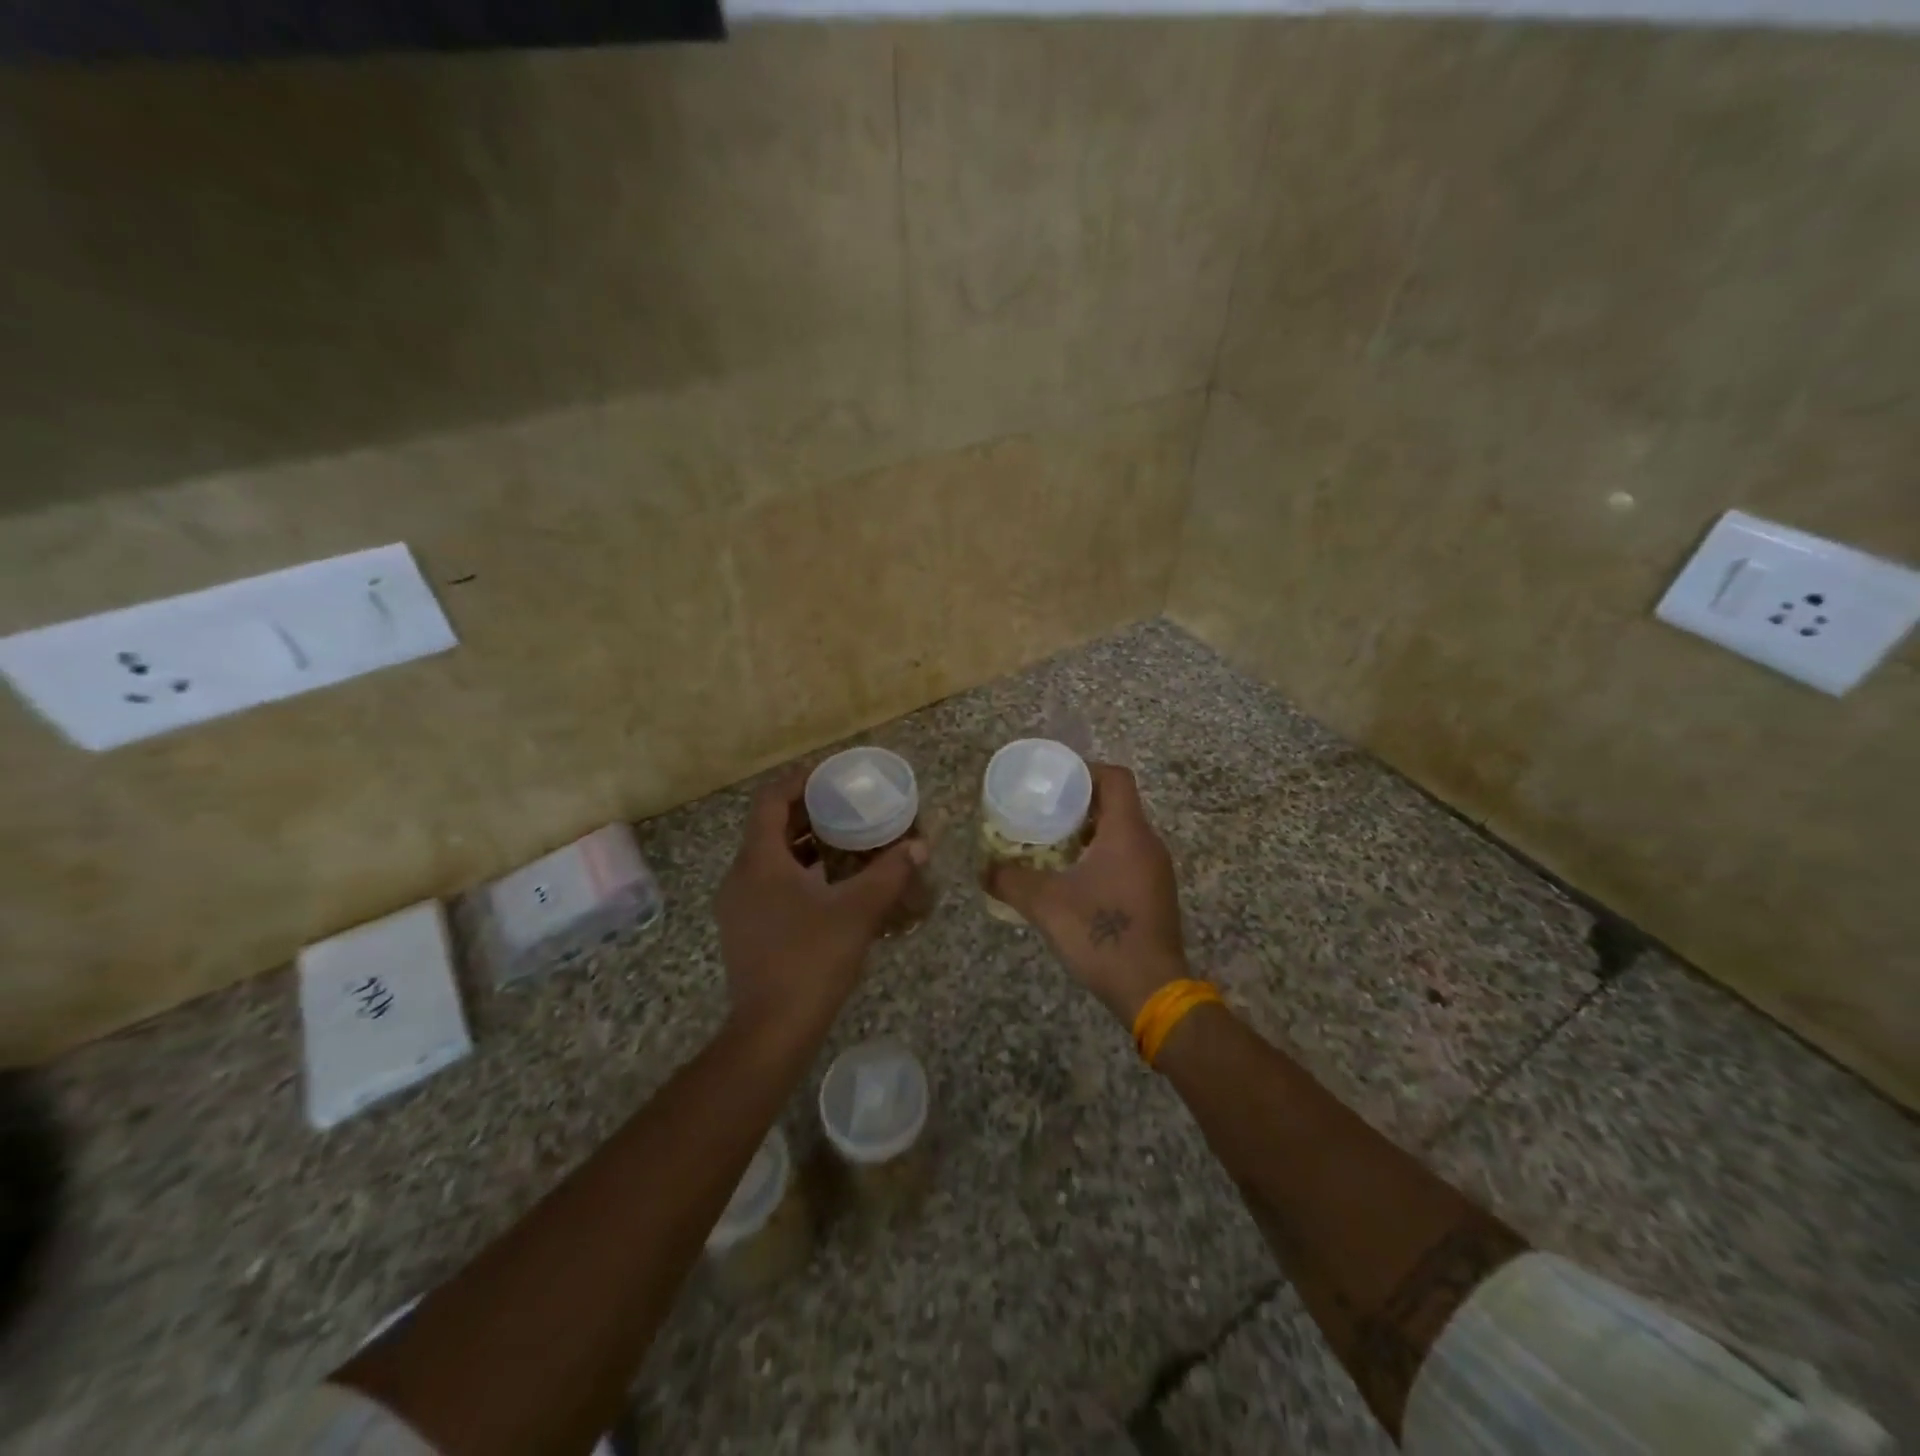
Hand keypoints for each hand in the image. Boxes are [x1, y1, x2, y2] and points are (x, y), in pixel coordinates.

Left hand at [715, 770, 927, 1034]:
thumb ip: (890, 873)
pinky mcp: (744, 930)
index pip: (771, 801)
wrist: (772, 1031)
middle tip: (845, 806)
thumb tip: (920, 846)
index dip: (799, 781)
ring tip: (843, 840)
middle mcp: (740, 877)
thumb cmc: (811, 960)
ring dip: (802, 844)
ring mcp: (737, 906)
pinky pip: (767, 883)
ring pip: (768, 858)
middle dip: (806, 812)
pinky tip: (829, 885)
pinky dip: (796, 872)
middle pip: (769, 827)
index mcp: (759, 861)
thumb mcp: (858, 911)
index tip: (831, 775)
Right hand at [984, 764, 1187, 1024]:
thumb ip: (1010, 881)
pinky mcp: (1156, 894)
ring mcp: (1157, 871)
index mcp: (1127, 833)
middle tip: (1045, 813)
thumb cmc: (1101, 934)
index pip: (1115, 778)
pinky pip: (1129, 858)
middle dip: (1081, 804)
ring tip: (1053, 844)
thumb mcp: (1045, 904)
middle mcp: (1148, 844)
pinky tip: (1076, 879)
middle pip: (1118, 804)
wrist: (1151, 989)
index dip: (1086, 771)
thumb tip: (982, 869)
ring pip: (1123, 833)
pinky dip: (1103, 856)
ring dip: (1090, 833)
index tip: (1056, 782)